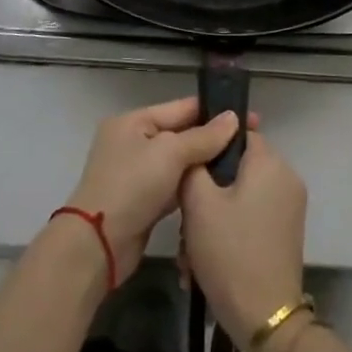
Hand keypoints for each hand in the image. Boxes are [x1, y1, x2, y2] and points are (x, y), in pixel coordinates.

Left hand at [63, 98, 249, 284]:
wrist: (98, 244)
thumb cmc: (132, 186)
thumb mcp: (169, 153)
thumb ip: (203, 136)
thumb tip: (233, 118)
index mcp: (134, 121)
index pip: (181, 108)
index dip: (215, 111)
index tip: (249, 117)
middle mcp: (133, 141)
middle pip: (181, 134)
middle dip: (213, 138)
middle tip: (252, 141)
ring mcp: (137, 172)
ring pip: (179, 161)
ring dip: (205, 163)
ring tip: (242, 163)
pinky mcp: (143, 200)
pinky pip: (174, 184)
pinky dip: (192, 185)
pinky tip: (219, 187)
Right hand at [180, 131, 307, 345]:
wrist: (264, 318)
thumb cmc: (230, 251)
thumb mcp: (198, 203)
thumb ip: (194, 164)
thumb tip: (200, 144)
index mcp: (270, 163)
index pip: (238, 132)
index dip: (209, 146)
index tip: (185, 167)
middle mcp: (286, 178)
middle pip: (237, 168)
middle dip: (206, 192)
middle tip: (185, 221)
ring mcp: (289, 207)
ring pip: (240, 196)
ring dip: (212, 218)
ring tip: (190, 251)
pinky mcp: (285, 233)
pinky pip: (250, 217)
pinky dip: (228, 232)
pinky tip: (204, 263)